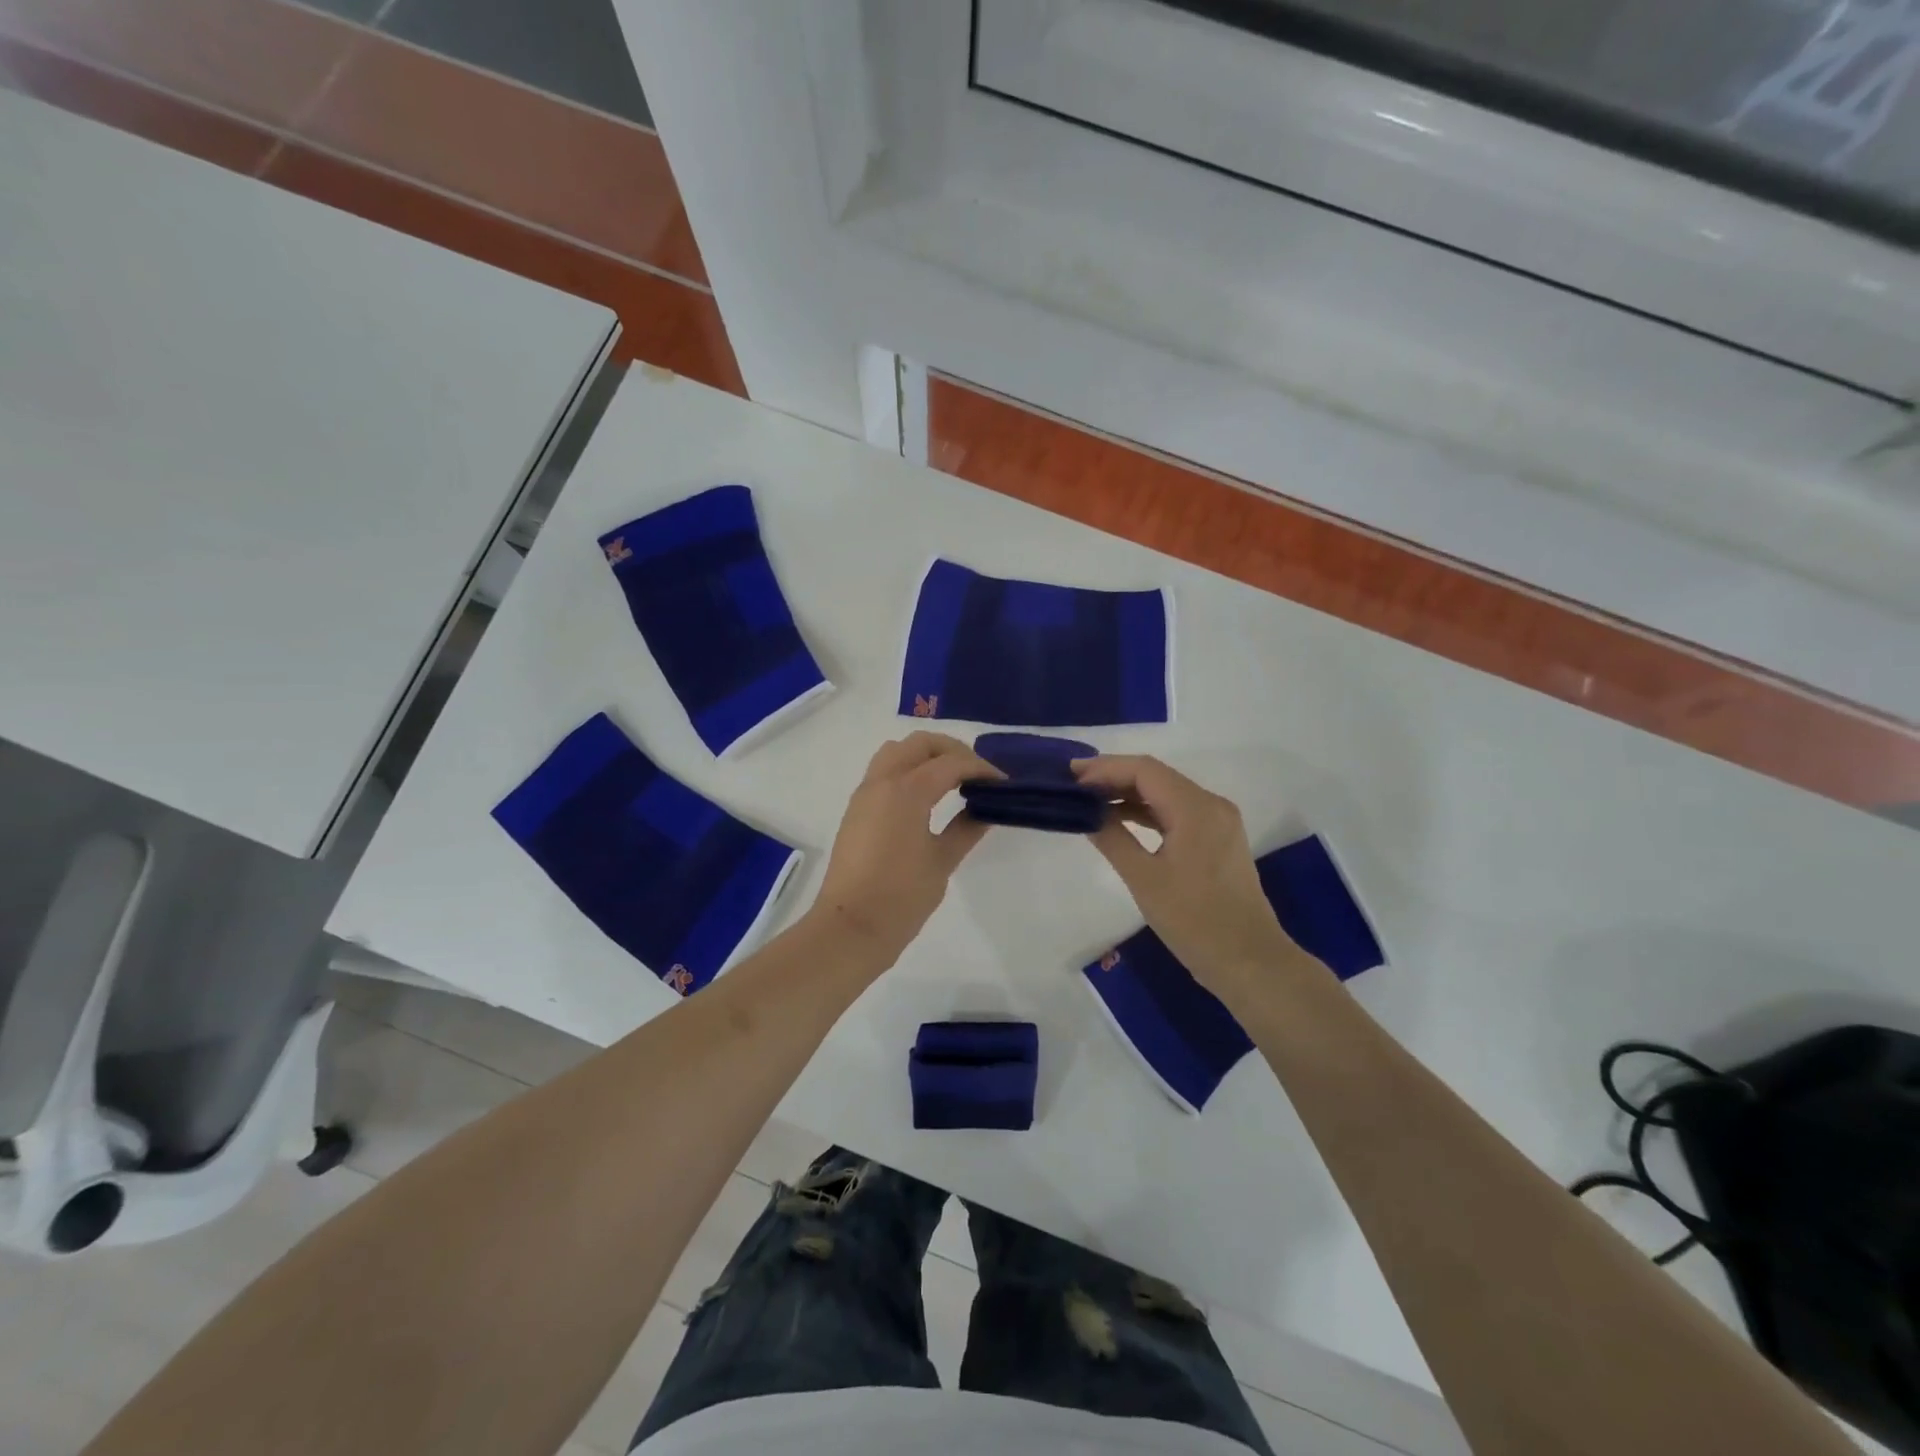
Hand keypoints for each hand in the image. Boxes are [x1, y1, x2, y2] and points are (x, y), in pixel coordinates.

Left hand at [811, 732, 1000, 962]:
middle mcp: (882, 782)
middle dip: (952, 751)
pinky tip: (927, 797)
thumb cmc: (901, 896)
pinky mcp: (856, 810)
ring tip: (951, 780)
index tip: (1002, 784)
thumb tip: (984, 809)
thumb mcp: (942, 861)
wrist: (850, 927)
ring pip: (896, 752)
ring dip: (926, 756)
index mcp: (907, 790)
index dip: (981, 769)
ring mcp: (865, 794)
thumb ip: (966, 828)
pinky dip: (908, 770)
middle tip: (977, 774)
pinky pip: (883, 772)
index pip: (951, 763)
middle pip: (920, 744)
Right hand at [1073, 754, 1304, 999]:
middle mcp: (1211, 805)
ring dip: (1129, 795)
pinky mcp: (1218, 840)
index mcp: (1196, 808)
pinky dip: (1148, 813)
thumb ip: (1113, 839)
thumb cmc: (1194, 920)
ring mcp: (1218, 822)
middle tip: (1075, 786)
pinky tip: (1120, 821)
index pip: (1144, 770)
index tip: (1071, 775)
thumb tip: (1088, 813)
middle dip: (1114, 777)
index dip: (1105, 768)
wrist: (1250, 962)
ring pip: (1167, 794)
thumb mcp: (1144, 879)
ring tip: (1090, 801)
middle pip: (1156, 777)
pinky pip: (1177, 813)